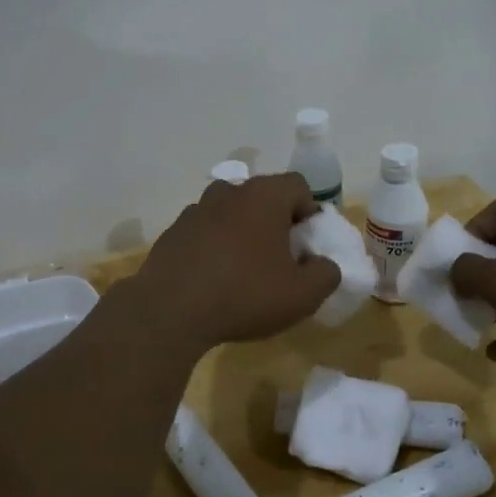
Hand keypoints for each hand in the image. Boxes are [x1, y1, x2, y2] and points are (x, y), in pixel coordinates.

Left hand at [123, 173, 340, 351]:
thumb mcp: (302, 294)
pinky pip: (205, 232)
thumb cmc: (244, 295)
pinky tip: (214, 280)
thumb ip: (325, 274)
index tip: (307, 245)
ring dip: (243, 234)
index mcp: (263, 196)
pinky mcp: (173, 232)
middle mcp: (228, 192)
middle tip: (280, 260)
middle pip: (262, 198)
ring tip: (245, 271)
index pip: (297, 186)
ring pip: (231, 214)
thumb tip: (323, 264)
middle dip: (276, 223)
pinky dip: (214, 247)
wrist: (170, 311)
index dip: (309, 212)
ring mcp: (195, 210)